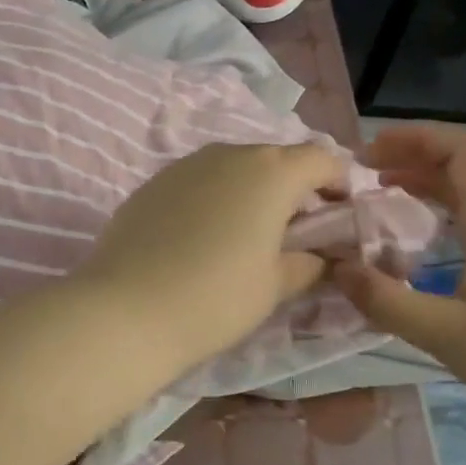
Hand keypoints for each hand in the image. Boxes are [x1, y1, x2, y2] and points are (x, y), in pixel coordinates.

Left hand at [75, 142, 346, 371]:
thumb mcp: (275, 286)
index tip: (338, 215)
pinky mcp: (154, 182)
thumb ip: (307, 263)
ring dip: (252, 190)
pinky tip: (203, 236)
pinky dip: (214, 197)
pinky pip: (200, 180)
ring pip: (235, 166)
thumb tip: (318, 256)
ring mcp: (186, 164)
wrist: (126, 310)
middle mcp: (230, 153)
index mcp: (272, 172)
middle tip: (295, 231)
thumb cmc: (216, 298)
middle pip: (277, 158)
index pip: (322, 158)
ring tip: (247, 234)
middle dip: (295, 187)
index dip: (339, 183)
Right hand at [331, 125, 465, 427]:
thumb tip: (337, 270)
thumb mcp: (446, 334)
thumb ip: (388, 302)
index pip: (462, 151)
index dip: (416, 138)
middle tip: (363, 170)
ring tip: (379, 190)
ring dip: (422, 180)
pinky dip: (435, 209)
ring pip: (465, 192)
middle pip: (461, 165)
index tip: (369, 152)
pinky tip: (411, 233)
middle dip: (411, 155)